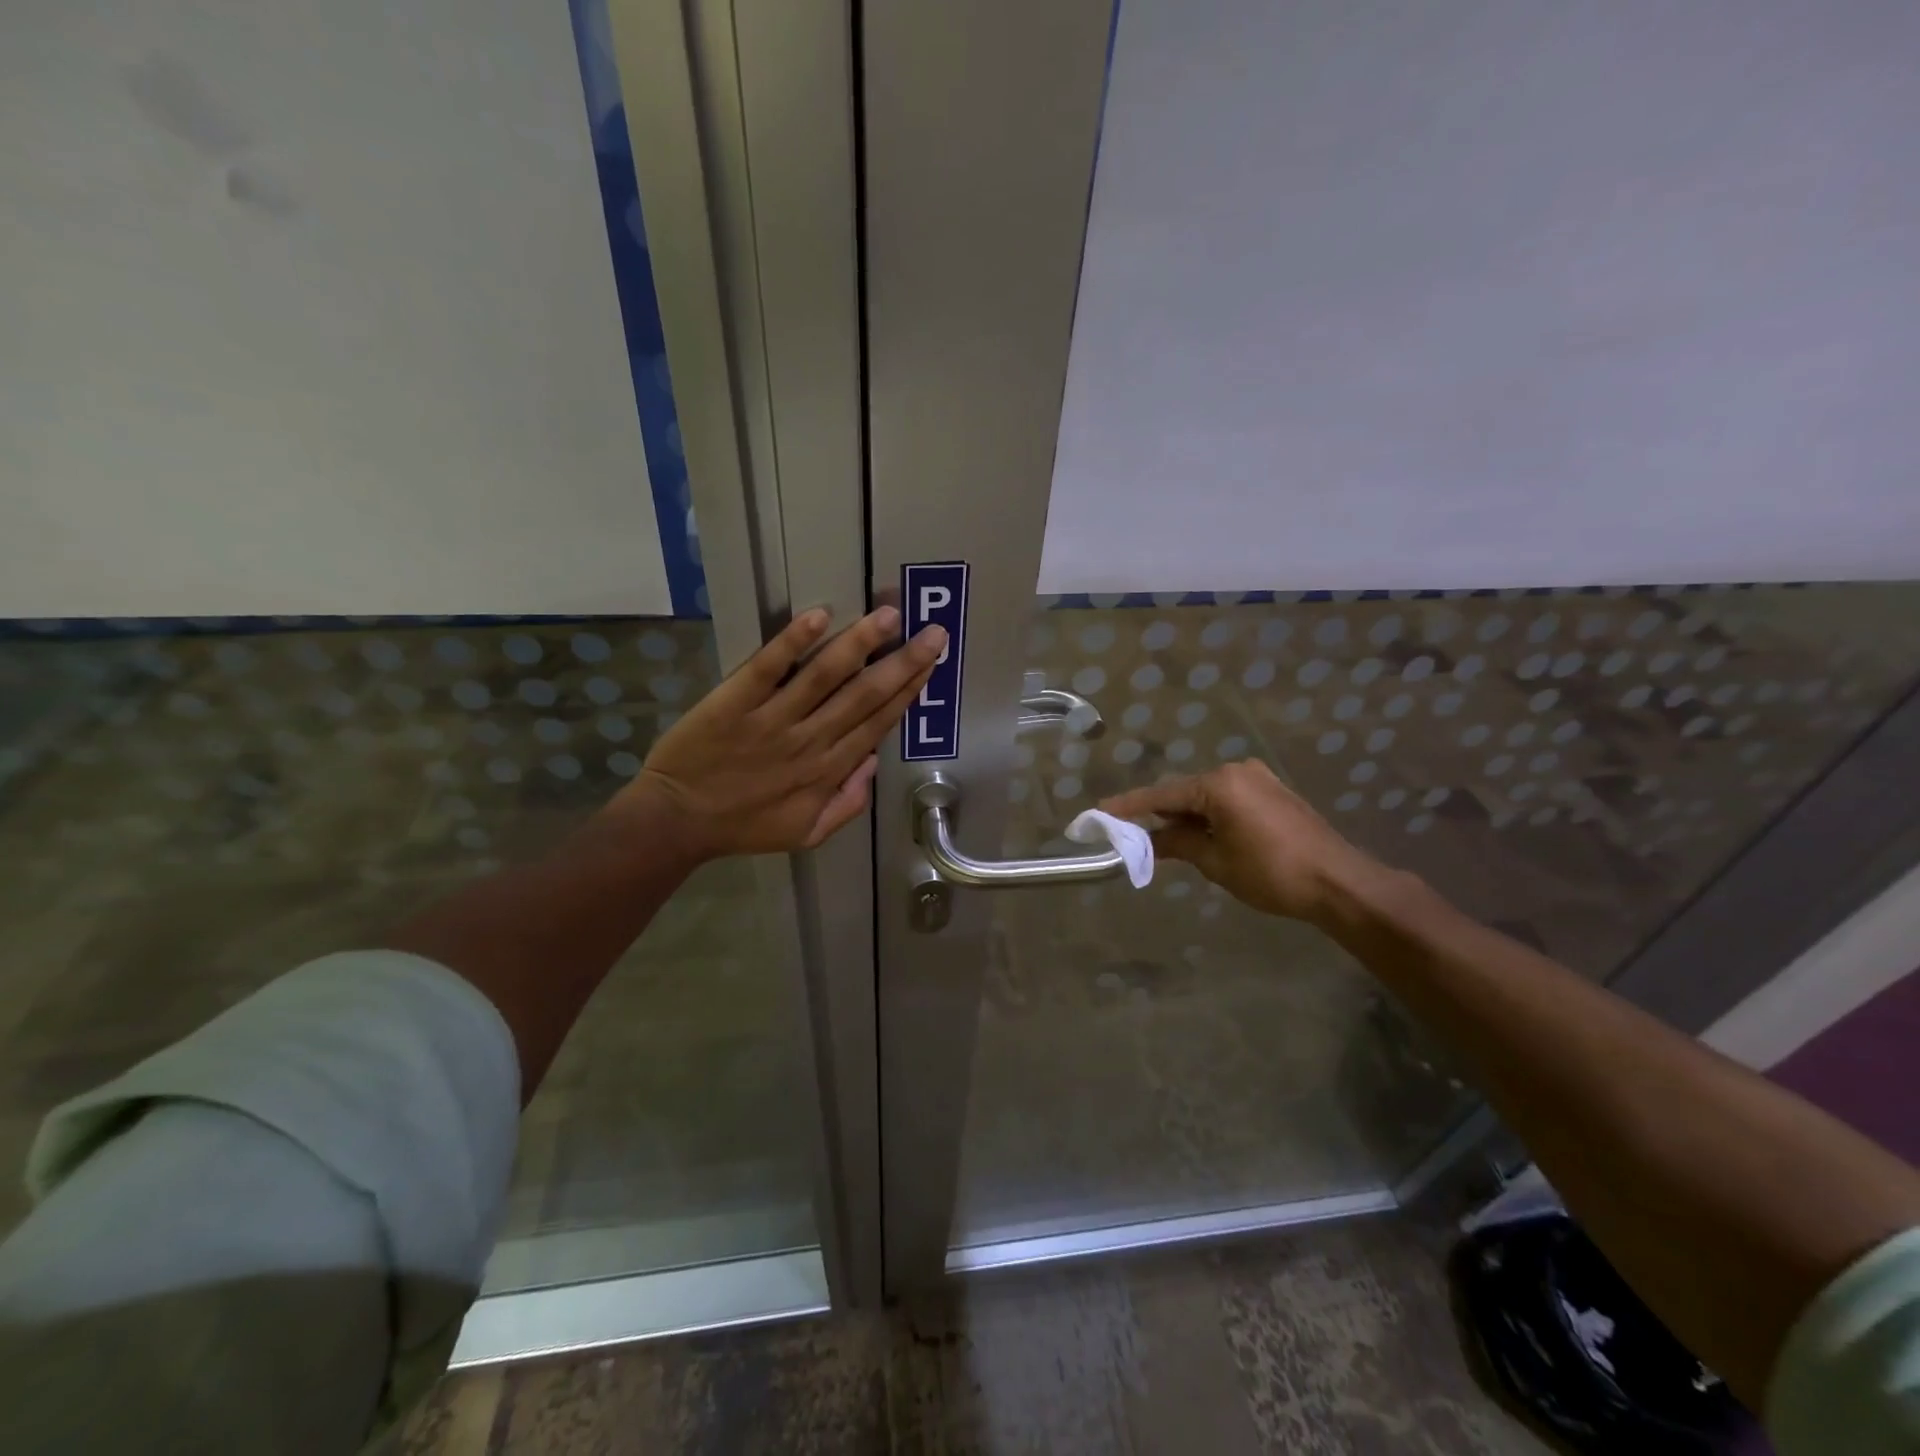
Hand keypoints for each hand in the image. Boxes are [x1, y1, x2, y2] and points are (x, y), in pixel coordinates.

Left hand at [622, 607, 945, 859]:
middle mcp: (810, 739)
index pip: (878, 722)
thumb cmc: (744, 826)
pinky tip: (819, 616)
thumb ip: (847, 804)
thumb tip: (872, 762)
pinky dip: (793, 642)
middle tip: (932, 633)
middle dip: (902, 663)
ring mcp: (773, 718)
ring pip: (825, 676)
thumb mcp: (807, 833)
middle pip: (864, 695)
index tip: (931, 664)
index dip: (907, 691)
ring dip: (859, 644)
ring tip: (888, 616)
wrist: (677, 821)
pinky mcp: (735, 701)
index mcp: (828, 770)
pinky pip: (768, 668)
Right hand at [1100, 759, 1390, 925]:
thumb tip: (1148, 839)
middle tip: (1137, 836)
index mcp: (1219, 784)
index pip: (1163, 795)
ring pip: (1208, 797)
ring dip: (1189, 817)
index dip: (1130, 805)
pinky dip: (1212, 816)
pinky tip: (1204, 836)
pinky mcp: (1274, 792)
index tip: (1101, 809)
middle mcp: (1238, 771)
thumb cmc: (1271, 873)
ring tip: (1170, 842)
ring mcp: (1259, 779)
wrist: (1338, 882)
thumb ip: (1177, 844)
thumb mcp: (1215, 861)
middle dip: (1162, 815)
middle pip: (1186, 793)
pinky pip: (1229, 799)